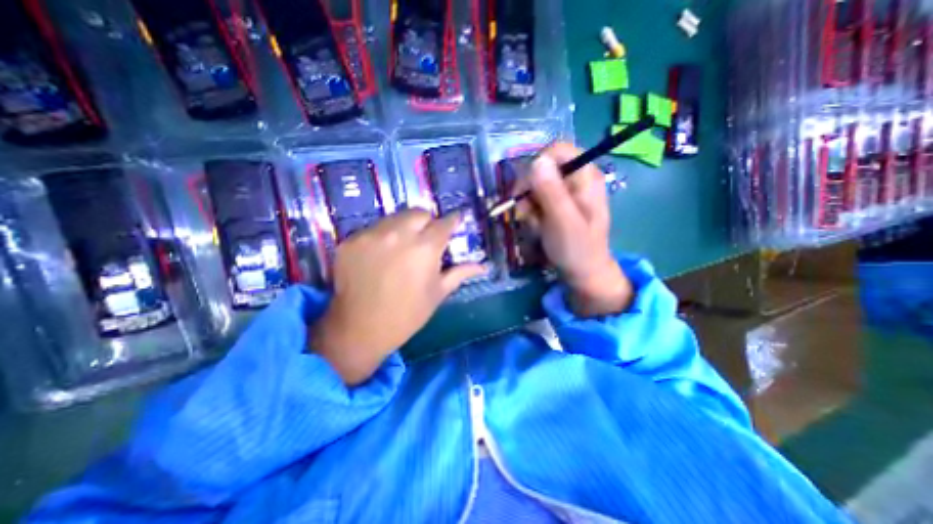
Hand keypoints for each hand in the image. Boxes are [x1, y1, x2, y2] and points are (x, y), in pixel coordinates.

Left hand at [311, 209, 483, 385]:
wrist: (360, 329)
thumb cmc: (407, 314)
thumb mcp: (438, 293)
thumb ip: (460, 273)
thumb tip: (484, 266)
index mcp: (425, 248)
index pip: (444, 222)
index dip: (452, 221)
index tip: (454, 222)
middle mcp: (398, 234)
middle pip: (419, 212)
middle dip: (427, 222)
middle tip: (425, 239)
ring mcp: (371, 235)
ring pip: (394, 217)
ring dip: (403, 227)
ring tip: (402, 247)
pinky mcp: (351, 240)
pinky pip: (373, 229)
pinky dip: (382, 237)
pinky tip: (380, 257)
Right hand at [517, 141, 633, 316]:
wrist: (582, 272)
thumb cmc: (577, 249)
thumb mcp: (563, 221)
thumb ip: (551, 192)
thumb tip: (537, 160)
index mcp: (585, 176)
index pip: (556, 150)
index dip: (536, 166)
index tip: (524, 191)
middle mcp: (576, 177)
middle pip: (542, 167)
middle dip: (528, 191)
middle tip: (524, 213)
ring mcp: (566, 191)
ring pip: (535, 185)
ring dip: (527, 205)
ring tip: (533, 224)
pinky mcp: (558, 202)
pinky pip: (536, 198)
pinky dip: (531, 212)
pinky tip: (536, 226)